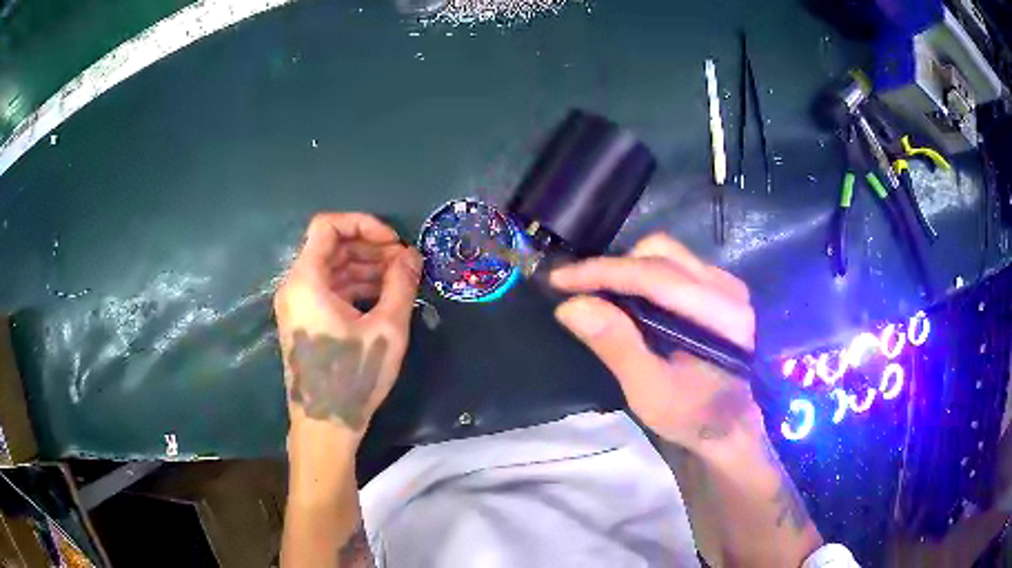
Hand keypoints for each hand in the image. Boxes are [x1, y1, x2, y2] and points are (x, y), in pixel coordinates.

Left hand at [274, 213, 421, 438]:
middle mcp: (295, 286)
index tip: (394, 243)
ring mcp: (298, 305)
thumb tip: (412, 255)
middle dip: (370, 248)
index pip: (327, 226)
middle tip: (405, 263)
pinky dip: (356, 287)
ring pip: (332, 268)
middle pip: (331, 247)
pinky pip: (330, 290)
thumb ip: (401, 284)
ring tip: (401, 281)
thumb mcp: (386, 329)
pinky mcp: (305, 321)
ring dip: (366, 268)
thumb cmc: (353, 377)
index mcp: (306, 280)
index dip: (363, 224)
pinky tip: (383, 298)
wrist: (325, 425)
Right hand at [550, 233, 760, 453]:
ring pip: (669, 253)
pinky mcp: (722, 288)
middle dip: (614, 267)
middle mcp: (728, 289)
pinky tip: (633, 299)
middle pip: (662, 254)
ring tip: (603, 294)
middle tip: (579, 290)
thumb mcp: (649, 391)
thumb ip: (617, 345)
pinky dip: (646, 273)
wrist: (730, 425)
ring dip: (629, 268)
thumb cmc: (691, 415)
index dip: (602, 272)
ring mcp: (728, 285)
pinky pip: (677, 264)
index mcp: (719, 315)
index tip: (559, 278)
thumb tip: (571, 306)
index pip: (654, 276)